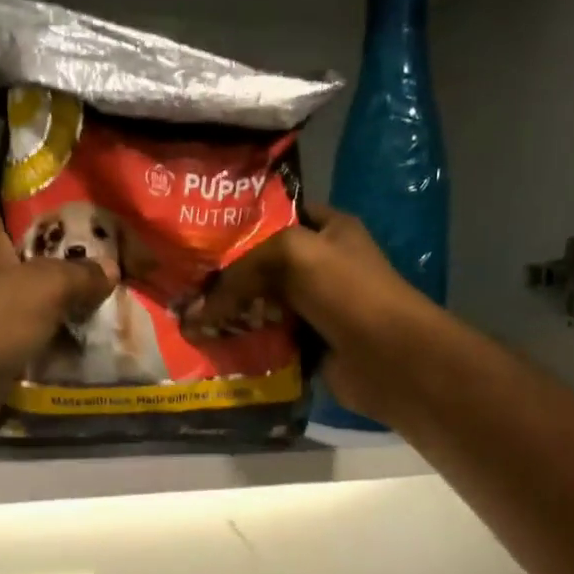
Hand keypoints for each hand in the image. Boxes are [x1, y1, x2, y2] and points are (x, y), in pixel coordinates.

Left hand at [0, 178, 111, 436]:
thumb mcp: (41, 287)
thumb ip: (79, 273)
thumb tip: (110, 270)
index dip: (26, 180)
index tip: (71, 186)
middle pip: (22, 241)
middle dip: (65, 243)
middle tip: (111, 242)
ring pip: (31, 290)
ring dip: (67, 294)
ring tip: (114, 287)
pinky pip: (32, 332)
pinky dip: (59, 334)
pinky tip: (96, 333)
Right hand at [180, 206, 432, 425]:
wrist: (388, 356)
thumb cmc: (346, 291)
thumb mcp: (291, 255)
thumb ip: (241, 272)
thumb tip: (197, 312)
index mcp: (328, 230)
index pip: (277, 217)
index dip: (241, 226)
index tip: (199, 240)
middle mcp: (322, 265)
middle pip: (264, 267)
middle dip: (228, 278)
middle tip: (185, 287)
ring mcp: (317, 308)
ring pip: (264, 307)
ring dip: (233, 316)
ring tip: (190, 321)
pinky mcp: (310, 345)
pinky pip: (270, 341)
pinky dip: (247, 345)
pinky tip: (215, 348)